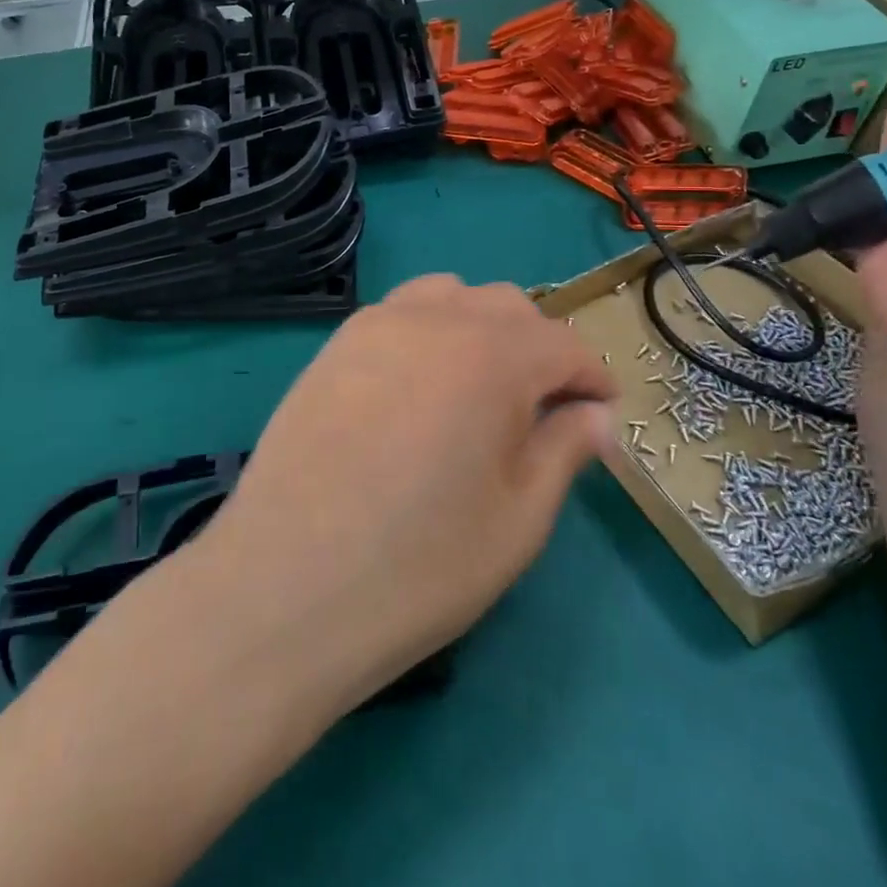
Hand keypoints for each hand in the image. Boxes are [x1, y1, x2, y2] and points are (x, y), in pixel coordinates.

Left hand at [190, 276, 618, 712]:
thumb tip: (596, 415)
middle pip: (510, 309)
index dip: (592, 379)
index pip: (564, 346)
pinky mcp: (335, 345)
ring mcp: (376, 325)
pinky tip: (420, 387)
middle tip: (542, 412)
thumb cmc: (419, 566)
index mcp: (493, 356)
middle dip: (540, 351)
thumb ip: (564, 450)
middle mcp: (436, 319)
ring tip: (480, 390)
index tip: (601, 415)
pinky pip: (401, 314)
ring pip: (452, 298)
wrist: (285, 588)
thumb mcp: (518, 519)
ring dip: (483, 330)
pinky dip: (431, 330)